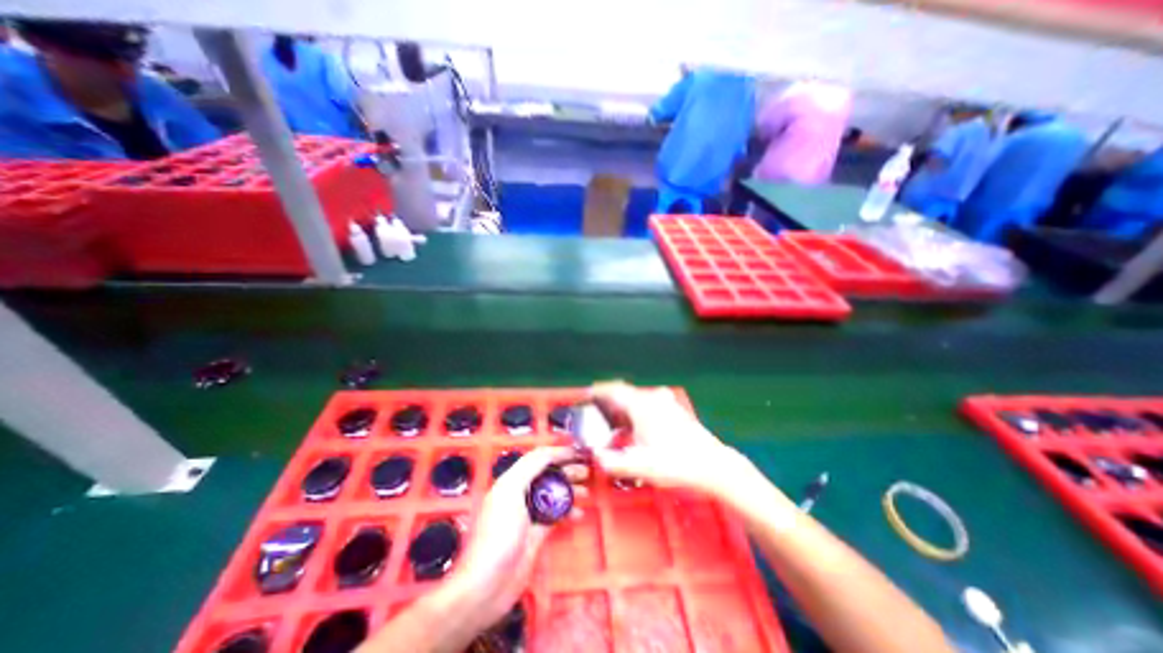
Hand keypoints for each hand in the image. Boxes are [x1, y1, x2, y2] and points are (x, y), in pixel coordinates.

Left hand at [452, 445, 586, 626]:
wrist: (487, 585)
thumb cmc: (498, 534)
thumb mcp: (511, 491)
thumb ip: (530, 467)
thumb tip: (552, 452)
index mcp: (511, 480)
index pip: (538, 459)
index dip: (558, 453)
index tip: (577, 453)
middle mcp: (520, 493)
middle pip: (548, 475)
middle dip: (568, 471)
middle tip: (586, 472)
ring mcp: (529, 514)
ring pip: (554, 495)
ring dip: (570, 491)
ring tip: (586, 492)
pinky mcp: (536, 534)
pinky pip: (556, 516)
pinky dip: (568, 512)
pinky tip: (579, 514)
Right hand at [593, 384, 753, 495]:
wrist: (713, 465)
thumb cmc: (676, 463)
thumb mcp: (641, 466)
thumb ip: (614, 463)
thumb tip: (597, 458)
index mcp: (642, 406)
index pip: (615, 390)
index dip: (600, 391)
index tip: (589, 394)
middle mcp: (653, 400)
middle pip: (626, 395)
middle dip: (611, 406)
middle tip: (600, 419)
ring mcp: (666, 404)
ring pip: (638, 401)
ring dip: (625, 411)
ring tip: (618, 428)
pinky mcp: (676, 412)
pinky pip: (650, 406)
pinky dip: (639, 413)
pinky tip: (640, 431)